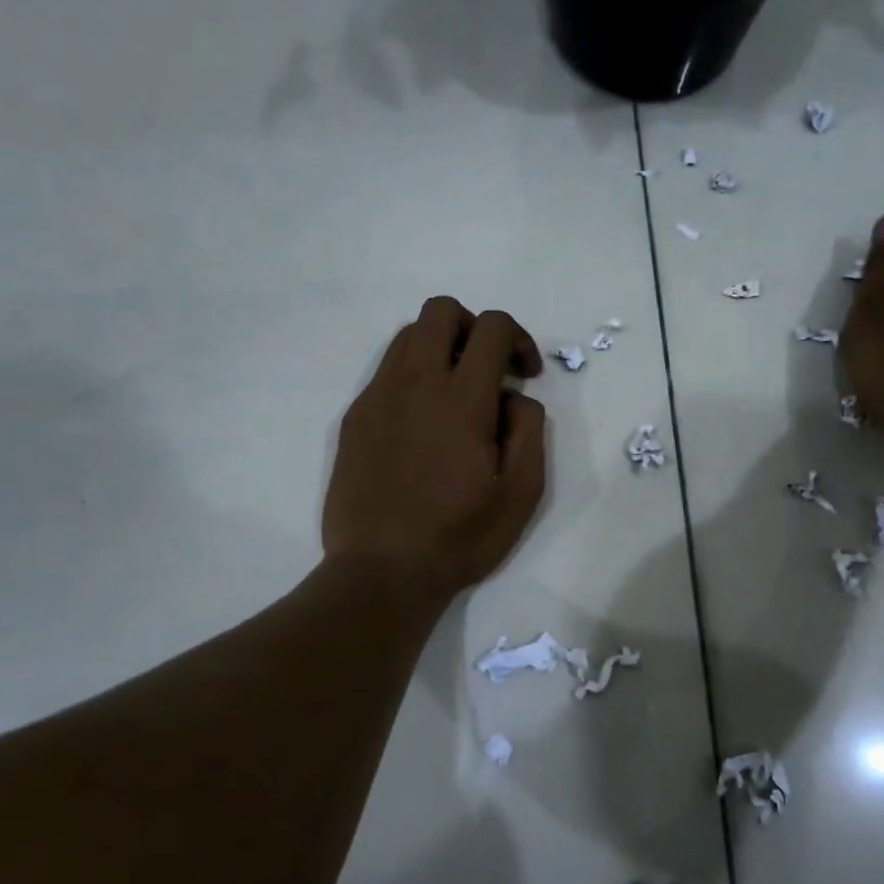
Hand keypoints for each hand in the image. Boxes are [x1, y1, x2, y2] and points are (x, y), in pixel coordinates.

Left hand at [323, 297, 546, 602]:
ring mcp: (377, 398)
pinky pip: (385, 373)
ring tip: (455, 397)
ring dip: (440, 349)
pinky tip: (422, 426)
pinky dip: (412, 378)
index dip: (520, 340)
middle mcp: (414, 383)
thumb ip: (529, 429)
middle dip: (474, 328)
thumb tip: (514, 397)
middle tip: (489, 373)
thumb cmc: (460, 537)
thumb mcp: (522, 492)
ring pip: (407, 337)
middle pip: (441, 311)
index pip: (493, 327)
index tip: (526, 376)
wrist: (382, 571)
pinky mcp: (355, 419)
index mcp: (461, 399)